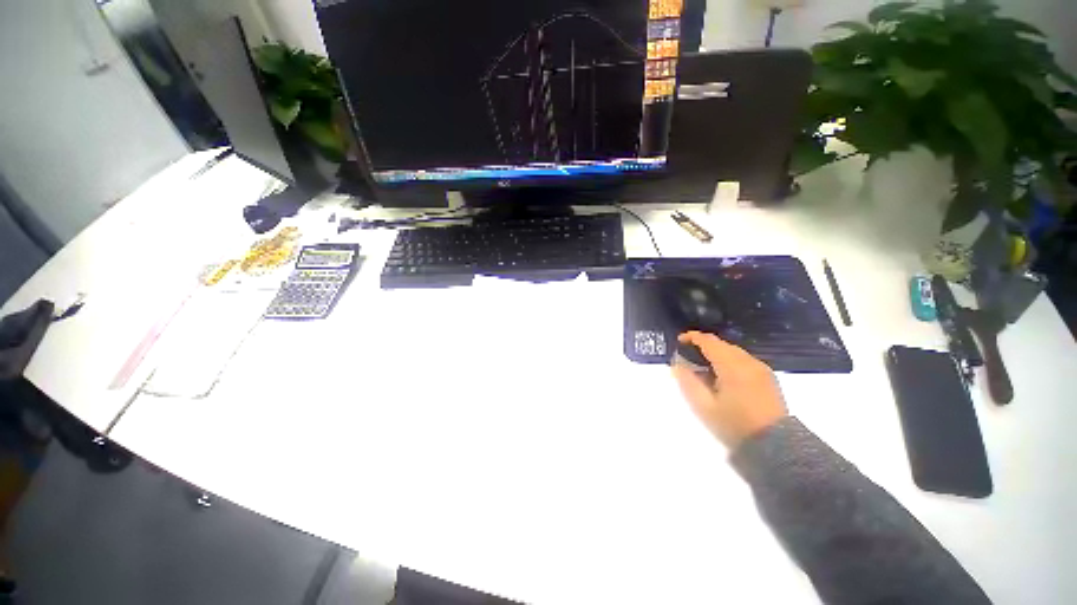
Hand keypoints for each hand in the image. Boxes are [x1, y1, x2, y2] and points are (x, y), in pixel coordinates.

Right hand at [672, 331, 787, 449]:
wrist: (776, 445)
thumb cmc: (735, 425)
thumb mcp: (704, 406)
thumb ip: (688, 382)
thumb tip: (677, 365)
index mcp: (732, 366)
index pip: (709, 341)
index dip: (692, 337)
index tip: (679, 341)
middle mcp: (748, 362)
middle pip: (722, 344)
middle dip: (704, 345)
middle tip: (689, 355)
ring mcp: (761, 369)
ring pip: (734, 351)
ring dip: (717, 353)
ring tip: (704, 367)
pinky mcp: (768, 378)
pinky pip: (744, 360)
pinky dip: (730, 361)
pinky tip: (724, 376)